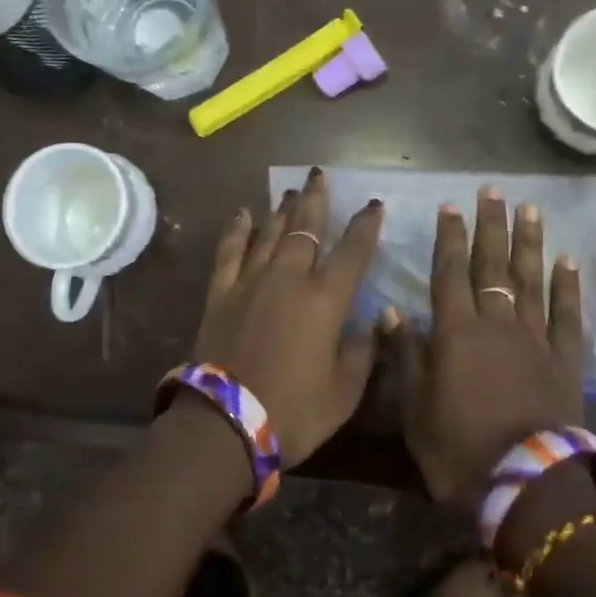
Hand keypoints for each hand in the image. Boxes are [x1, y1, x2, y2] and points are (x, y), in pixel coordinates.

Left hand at [192, 166, 383, 467]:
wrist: (225, 423)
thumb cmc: (294, 411)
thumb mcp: (344, 392)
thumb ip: (363, 351)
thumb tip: (375, 321)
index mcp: (324, 300)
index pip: (352, 252)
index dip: (366, 226)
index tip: (374, 204)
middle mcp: (288, 279)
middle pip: (305, 229)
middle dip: (316, 200)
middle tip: (319, 173)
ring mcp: (250, 282)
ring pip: (270, 234)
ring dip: (282, 210)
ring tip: (291, 190)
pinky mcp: (221, 294)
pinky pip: (230, 252)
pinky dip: (237, 231)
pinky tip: (242, 214)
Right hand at [387, 185, 583, 509]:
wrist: (526, 486)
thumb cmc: (458, 450)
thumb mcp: (415, 408)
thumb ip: (405, 355)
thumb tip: (391, 311)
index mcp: (456, 332)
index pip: (449, 273)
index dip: (449, 238)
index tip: (450, 206)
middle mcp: (496, 323)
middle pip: (492, 265)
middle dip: (491, 225)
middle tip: (492, 191)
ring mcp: (535, 339)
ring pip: (529, 280)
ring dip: (529, 242)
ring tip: (530, 209)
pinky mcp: (565, 360)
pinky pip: (566, 315)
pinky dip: (567, 286)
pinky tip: (568, 260)